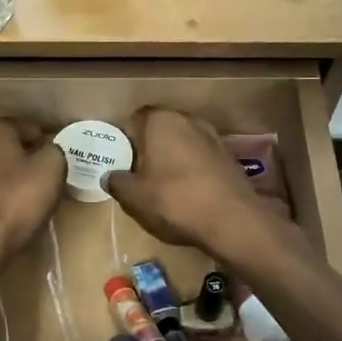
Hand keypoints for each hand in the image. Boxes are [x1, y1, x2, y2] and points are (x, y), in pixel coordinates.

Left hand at [0, 118, 66, 261]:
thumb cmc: (18, 198)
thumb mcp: (52, 168)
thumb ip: (54, 151)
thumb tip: (49, 150)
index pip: (24, 126)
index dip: (43, 140)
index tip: (56, 157)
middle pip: (5, 146)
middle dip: (24, 156)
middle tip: (45, 174)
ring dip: (8, 176)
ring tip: (28, 193)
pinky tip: (9, 208)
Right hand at [104, 108, 267, 253]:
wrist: (232, 221)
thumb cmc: (174, 201)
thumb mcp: (133, 197)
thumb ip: (117, 182)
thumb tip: (110, 176)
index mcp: (160, 120)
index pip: (135, 119)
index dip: (126, 140)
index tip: (122, 162)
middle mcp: (188, 120)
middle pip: (161, 130)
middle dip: (149, 148)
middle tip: (139, 175)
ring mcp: (213, 136)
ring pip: (182, 143)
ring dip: (172, 159)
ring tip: (163, 187)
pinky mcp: (229, 157)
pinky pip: (201, 158)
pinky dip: (192, 170)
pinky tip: (188, 194)